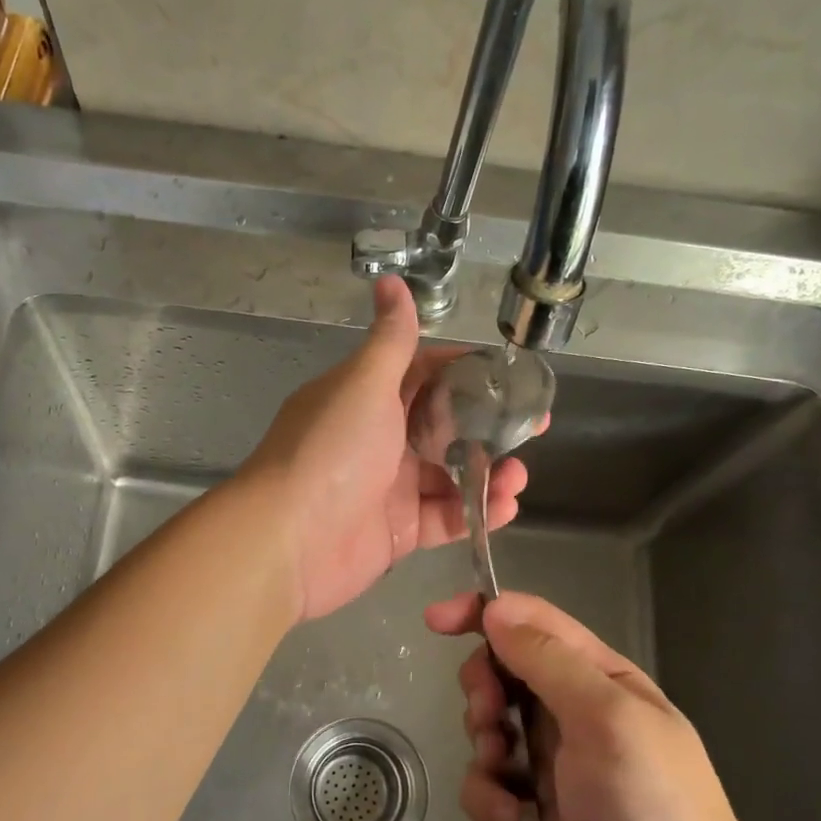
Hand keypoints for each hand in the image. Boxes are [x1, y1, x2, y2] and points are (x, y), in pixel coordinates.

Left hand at [239, 277, 532, 621]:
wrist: (289, 540)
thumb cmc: (331, 452)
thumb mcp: (364, 384)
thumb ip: (391, 340)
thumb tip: (391, 280)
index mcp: (369, 398)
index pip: (426, 375)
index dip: (468, 373)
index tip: (510, 376)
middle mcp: (379, 440)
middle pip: (445, 428)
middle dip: (490, 428)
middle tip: (532, 429)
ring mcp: (390, 489)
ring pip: (451, 476)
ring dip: (489, 473)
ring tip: (518, 476)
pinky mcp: (399, 532)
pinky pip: (446, 519)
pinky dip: (476, 514)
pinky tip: (505, 506)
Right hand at [425, 590, 792, 820]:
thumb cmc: (654, 811)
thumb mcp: (609, 721)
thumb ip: (550, 661)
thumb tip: (496, 609)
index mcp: (602, 678)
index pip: (535, 622)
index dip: (485, 612)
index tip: (436, 622)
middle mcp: (576, 710)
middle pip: (504, 669)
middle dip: (484, 688)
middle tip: (489, 717)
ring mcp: (554, 761)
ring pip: (490, 723)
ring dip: (484, 742)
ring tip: (504, 775)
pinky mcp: (534, 807)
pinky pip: (488, 779)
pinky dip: (486, 793)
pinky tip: (506, 818)